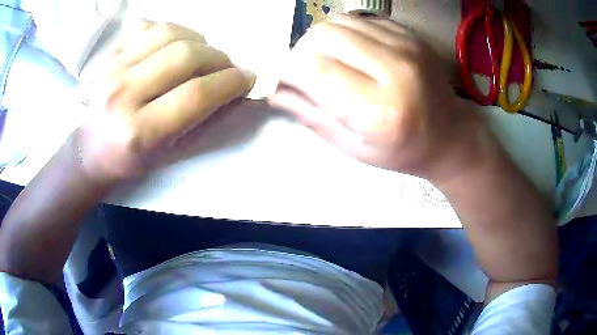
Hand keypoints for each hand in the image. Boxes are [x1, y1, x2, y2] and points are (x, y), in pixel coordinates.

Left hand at [78, 21, 255, 182]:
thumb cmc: (133, 159)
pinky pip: (147, 26)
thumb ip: (204, 120)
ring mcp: (112, 70)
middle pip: (185, 56)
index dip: (231, 82)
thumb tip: (236, 89)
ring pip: (169, 33)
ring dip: (197, 39)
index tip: (248, 78)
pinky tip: (173, 45)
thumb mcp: (170, 153)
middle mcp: (122, 95)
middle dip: (218, 58)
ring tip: (201, 54)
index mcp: (139, 133)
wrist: (92, 149)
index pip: (196, 95)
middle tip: (226, 67)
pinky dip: (170, 30)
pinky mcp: (109, 55)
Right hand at [270, 14, 482, 180]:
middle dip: (301, 51)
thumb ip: (311, 115)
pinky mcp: (410, 35)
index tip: (284, 79)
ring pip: (338, 21)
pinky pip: (360, 19)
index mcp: (379, 109)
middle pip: (322, 35)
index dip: (288, 69)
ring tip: (328, 60)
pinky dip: (344, 32)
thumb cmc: (402, 151)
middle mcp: (394, 68)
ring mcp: (406, 45)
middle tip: (305, 71)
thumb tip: (274, 90)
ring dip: (321, 38)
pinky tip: (352, 51)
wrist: (450, 136)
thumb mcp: (354, 147)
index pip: (313, 68)